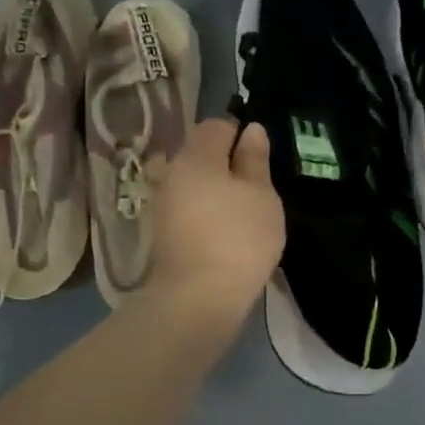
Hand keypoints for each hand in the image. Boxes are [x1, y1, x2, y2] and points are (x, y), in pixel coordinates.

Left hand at [141, 118, 284, 332]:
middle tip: (257, 186)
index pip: (216, 126)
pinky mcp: (162, 234)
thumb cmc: (238, 239)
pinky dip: (205, 212)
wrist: (198, 298)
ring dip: (214, 190)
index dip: (240, 134)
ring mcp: (162, 205)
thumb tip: (251, 130)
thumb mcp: (261, 195)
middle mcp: (171, 173)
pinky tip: (225, 232)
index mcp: (196, 156)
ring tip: (243, 212)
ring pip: (192, 183)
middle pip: (200, 154)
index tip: (261, 157)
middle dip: (226, 163)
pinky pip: (188, 209)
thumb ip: (255, 160)